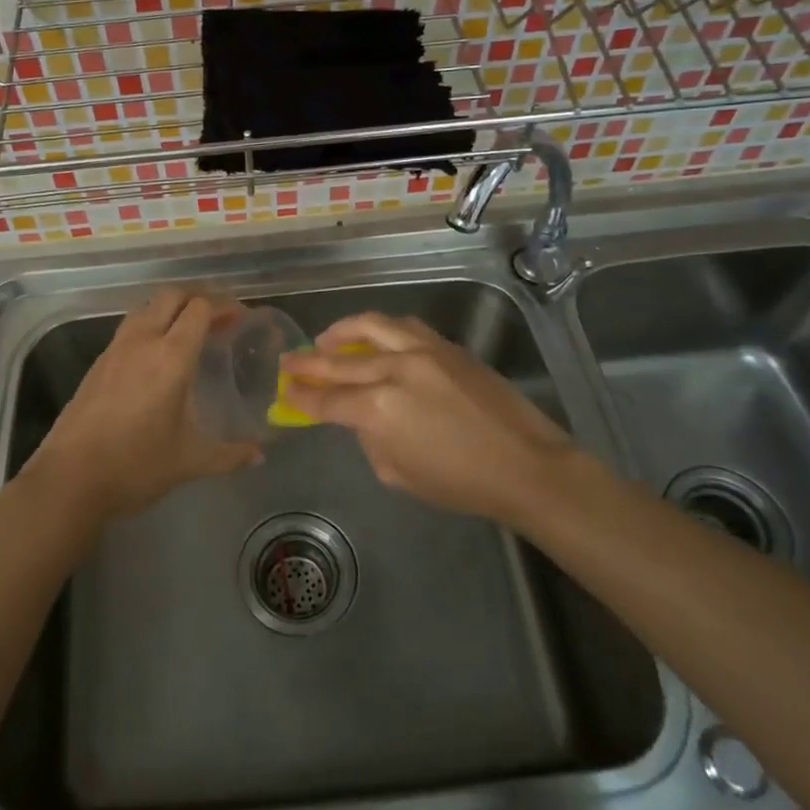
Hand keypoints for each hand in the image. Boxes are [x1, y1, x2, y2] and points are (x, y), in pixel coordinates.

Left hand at [29, 289, 259, 519]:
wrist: (69, 479)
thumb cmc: (136, 466)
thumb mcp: (190, 461)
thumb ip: (229, 455)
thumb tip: (259, 457)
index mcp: (171, 357)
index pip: (200, 308)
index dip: (223, 305)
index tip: (240, 317)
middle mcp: (142, 341)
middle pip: (172, 296)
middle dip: (198, 298)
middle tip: (218, 318)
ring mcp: (115, 349)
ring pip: (146, 307)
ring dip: (171, 308)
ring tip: (189, 332)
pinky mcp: (98, 363)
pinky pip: (130, 327)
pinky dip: (150, 325)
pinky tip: (157, 355)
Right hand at [278, 312, 598, 526]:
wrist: (524, 465)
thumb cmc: (460, 482)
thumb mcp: (398, 474)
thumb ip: (369, 439)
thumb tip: (359, 417)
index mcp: (378, 410)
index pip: (328, 400)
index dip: (302, 397)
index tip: (286, 391)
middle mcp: (394, 371)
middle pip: (340, 361)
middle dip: (309, 362)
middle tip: (289, 362)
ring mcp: (422, 352)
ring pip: (372, 327)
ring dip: (342, 331)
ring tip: (326, 338)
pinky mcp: (446, 346)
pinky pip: (404, 327)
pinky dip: (380, 329)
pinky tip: (373, 336)